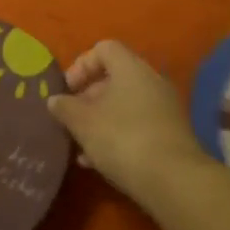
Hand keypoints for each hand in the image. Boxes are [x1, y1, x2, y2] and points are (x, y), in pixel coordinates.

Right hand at [47, 40, 207, 204]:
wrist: (174, 181)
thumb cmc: (122, 139)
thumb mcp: (82, 122)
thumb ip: (64, 107)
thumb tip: (55, 100)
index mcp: (131, 68)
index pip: (104, 49)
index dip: (81, 65)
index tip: (67, 90)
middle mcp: (151, 81)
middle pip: (114, 78)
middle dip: (87, 98)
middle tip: (71, 119)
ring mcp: (164, 109)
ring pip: (124, 106)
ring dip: (100, 121)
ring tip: (81, 146)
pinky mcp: (170, 135)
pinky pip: (137, 126)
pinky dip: (117, 137)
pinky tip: (99, 162)